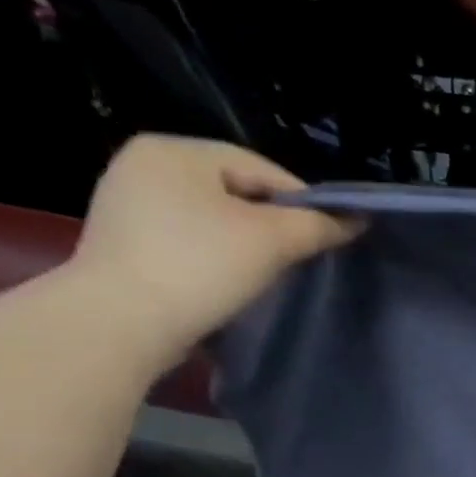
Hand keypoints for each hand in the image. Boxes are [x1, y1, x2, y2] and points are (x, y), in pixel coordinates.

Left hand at [70, 135, 359, 358]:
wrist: (119, 325)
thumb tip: (357, 220)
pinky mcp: (121, 245)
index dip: (303, 202)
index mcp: (174, 150)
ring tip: (268, 274)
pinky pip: (186, 241)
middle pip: (235, 192)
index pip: (261, 169)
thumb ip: (318, 225)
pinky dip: (213, 258)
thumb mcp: (271, 241)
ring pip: (212, 219)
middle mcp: (143, 166)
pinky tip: (228, 283)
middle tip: (300, 257)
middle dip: (272, 224)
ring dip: (245, 243)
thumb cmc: (199, 267)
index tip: (329, 236)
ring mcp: (126, 206)